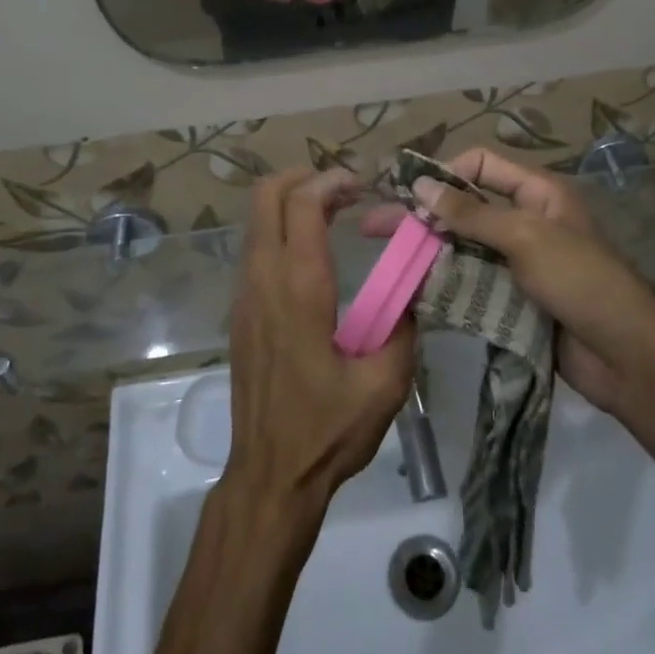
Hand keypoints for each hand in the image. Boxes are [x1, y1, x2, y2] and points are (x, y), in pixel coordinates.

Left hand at [227, 169, 416, 506]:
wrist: (270, 477)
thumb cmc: (327, 430)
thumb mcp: (385, 383)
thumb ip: (404, 325)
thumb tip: (413, 287)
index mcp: (300, 288)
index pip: (302, 203)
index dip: (332, 180)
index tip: (364, 186)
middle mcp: (264, 278)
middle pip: (266, 194)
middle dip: (304, 177)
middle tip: (346, 190)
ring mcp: (245, 293)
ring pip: (257, 219)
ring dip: (292, 201)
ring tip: (336, 213)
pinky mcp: (241, 311)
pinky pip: (256, 247)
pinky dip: (282, 228)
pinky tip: (315, 252)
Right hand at [371, 148, 654, 414]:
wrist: (626, 358)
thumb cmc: (580, 281)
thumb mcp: (525, 238)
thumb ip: (471, 214)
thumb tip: (420, 184)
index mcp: (536, 192)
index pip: (480, 165)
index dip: (443, 174)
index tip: (407, 195)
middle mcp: (524, 219)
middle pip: (464, 207)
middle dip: (422, 215)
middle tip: (374, 227)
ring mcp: (517, 261)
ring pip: (462, 246)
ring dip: (427, 250)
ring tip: (385, 260)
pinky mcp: (512, 297)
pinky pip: (471, 280)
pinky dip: (443, 281)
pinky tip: (411, 289)